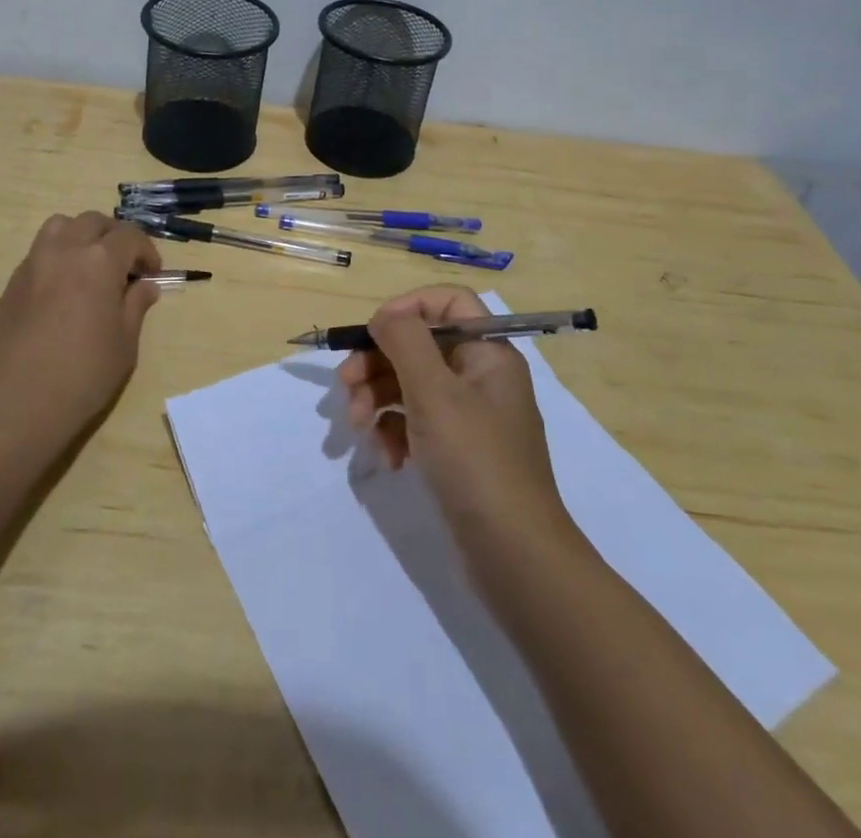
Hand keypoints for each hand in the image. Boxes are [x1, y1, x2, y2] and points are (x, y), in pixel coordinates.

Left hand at [0, 212, 162, 435]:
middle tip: (125, 266)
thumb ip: (136, 305)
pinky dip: (58, 256)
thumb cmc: (83, 374)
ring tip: (90, 266)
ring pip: (60, 226)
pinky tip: (63, 289)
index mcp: (100, 261)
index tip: (152, 274)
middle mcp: (65, 250)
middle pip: (94, 222)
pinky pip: (39, 252)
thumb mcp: (124, 342)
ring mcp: (34, 263)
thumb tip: (145, 286)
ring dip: (81, 236)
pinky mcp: (12, 283)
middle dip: (114, 237)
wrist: (18, 402)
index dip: (146, 251)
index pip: (130, 236)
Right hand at [339, 285, 570, 550]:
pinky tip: (387, 458)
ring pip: (411, 385)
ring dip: (377, 400)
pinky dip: (394, 433)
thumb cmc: (475, 461)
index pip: (447, 302)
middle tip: (345, 386)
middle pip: (419, 346)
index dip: (407, 308)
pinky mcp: (456, 452)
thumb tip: (384, 317)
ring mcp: (469, 417)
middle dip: (377, 362)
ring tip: (357, 428)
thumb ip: (405, 341)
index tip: (372, 332)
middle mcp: (480, 377)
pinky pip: (415, 423)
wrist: (515, 557)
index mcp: (488, 353)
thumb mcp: (435, 392)